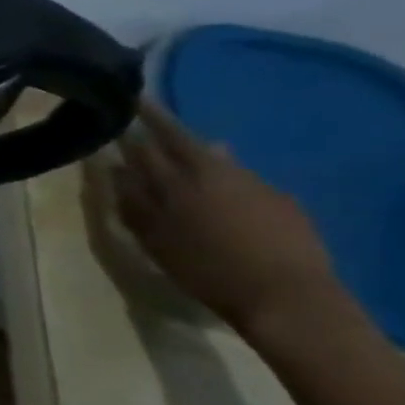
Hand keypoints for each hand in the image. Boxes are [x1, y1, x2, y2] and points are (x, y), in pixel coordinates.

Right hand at [113, 100, 348, 336]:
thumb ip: (132, 201)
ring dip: (195, 148)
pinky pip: (243, 178)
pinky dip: (225, 176)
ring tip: (184, 148)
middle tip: (145, 107)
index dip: (131, 124)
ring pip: (216, 156)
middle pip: (182, 139)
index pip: (145, 144)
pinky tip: (224, 190)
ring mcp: (254, 184)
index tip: (119, 106)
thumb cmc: (207, 269)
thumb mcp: (155, 239)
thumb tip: (115, 168)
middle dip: (161, 121)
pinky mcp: (283, 201)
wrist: (289, 298)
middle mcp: (214, 172)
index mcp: (177, 181)